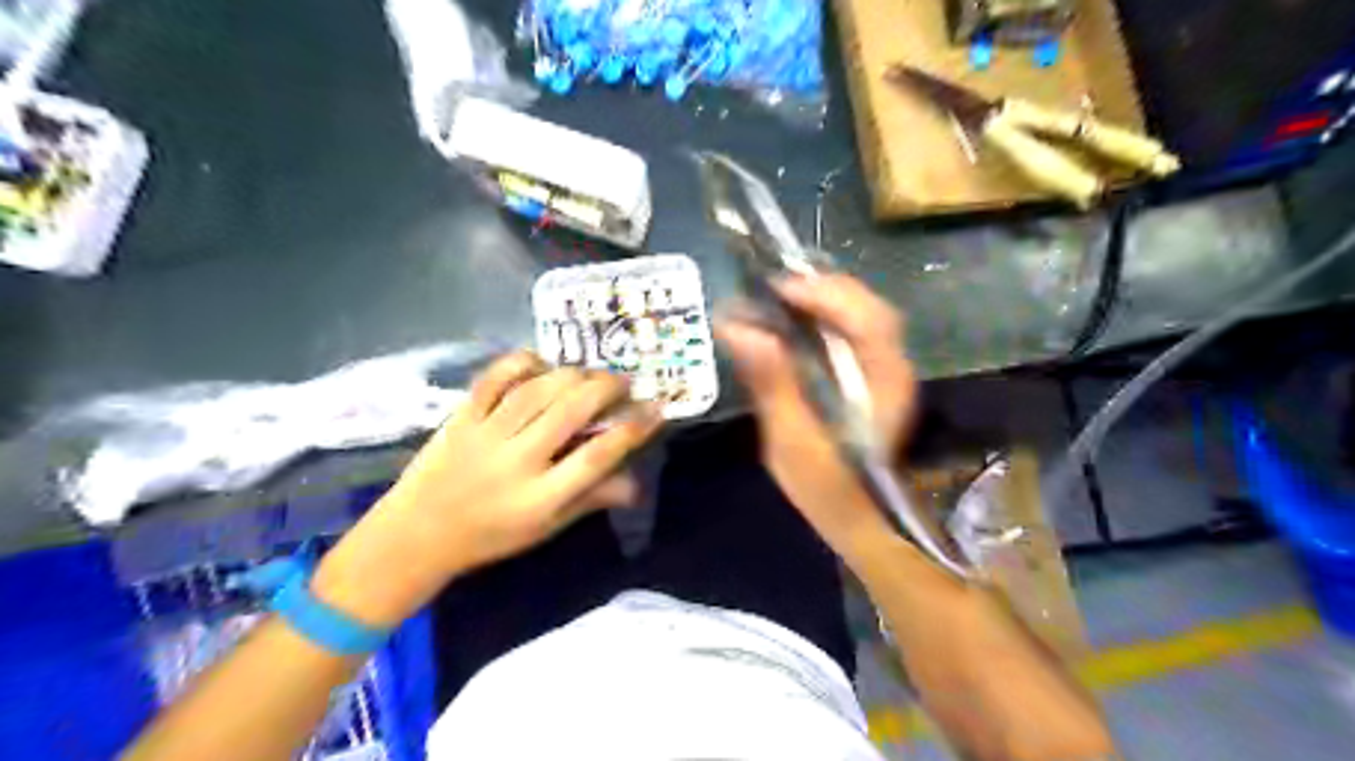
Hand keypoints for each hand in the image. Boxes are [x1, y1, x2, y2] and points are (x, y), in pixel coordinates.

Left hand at [311, 352, 663, 625]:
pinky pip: (495, 378)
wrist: (417, 533)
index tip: (655, 409)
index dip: (632, 429)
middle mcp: (517, 461)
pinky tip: (543, 362)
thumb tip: (635, 484)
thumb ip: (591, 499)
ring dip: (574, 374)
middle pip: (571, 410)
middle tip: (625, 383)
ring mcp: (486, 434)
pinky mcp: (461, 416)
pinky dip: (522, 362)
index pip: (597, 456)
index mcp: (541, 497)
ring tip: (591, 374)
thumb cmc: (491, 536)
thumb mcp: (547, 527)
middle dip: (607, 388)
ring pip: (539, 389)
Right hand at [712, 275, 915, 553]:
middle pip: (868, 308)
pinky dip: (823, 317)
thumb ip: (771, 382)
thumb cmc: (827, 487)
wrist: (859, 518)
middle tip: (770, 290)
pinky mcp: (872, 376)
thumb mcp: (791, 440)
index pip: (867, 319)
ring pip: (861, 315)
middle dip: (820, 289)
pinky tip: (794, 322)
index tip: (776, 290)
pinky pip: (852, 331)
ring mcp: (887, 370)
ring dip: (821, 300)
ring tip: (776, 300)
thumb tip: (739, 328)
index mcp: (884, 384)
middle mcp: (894, 368)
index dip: (824, 295)